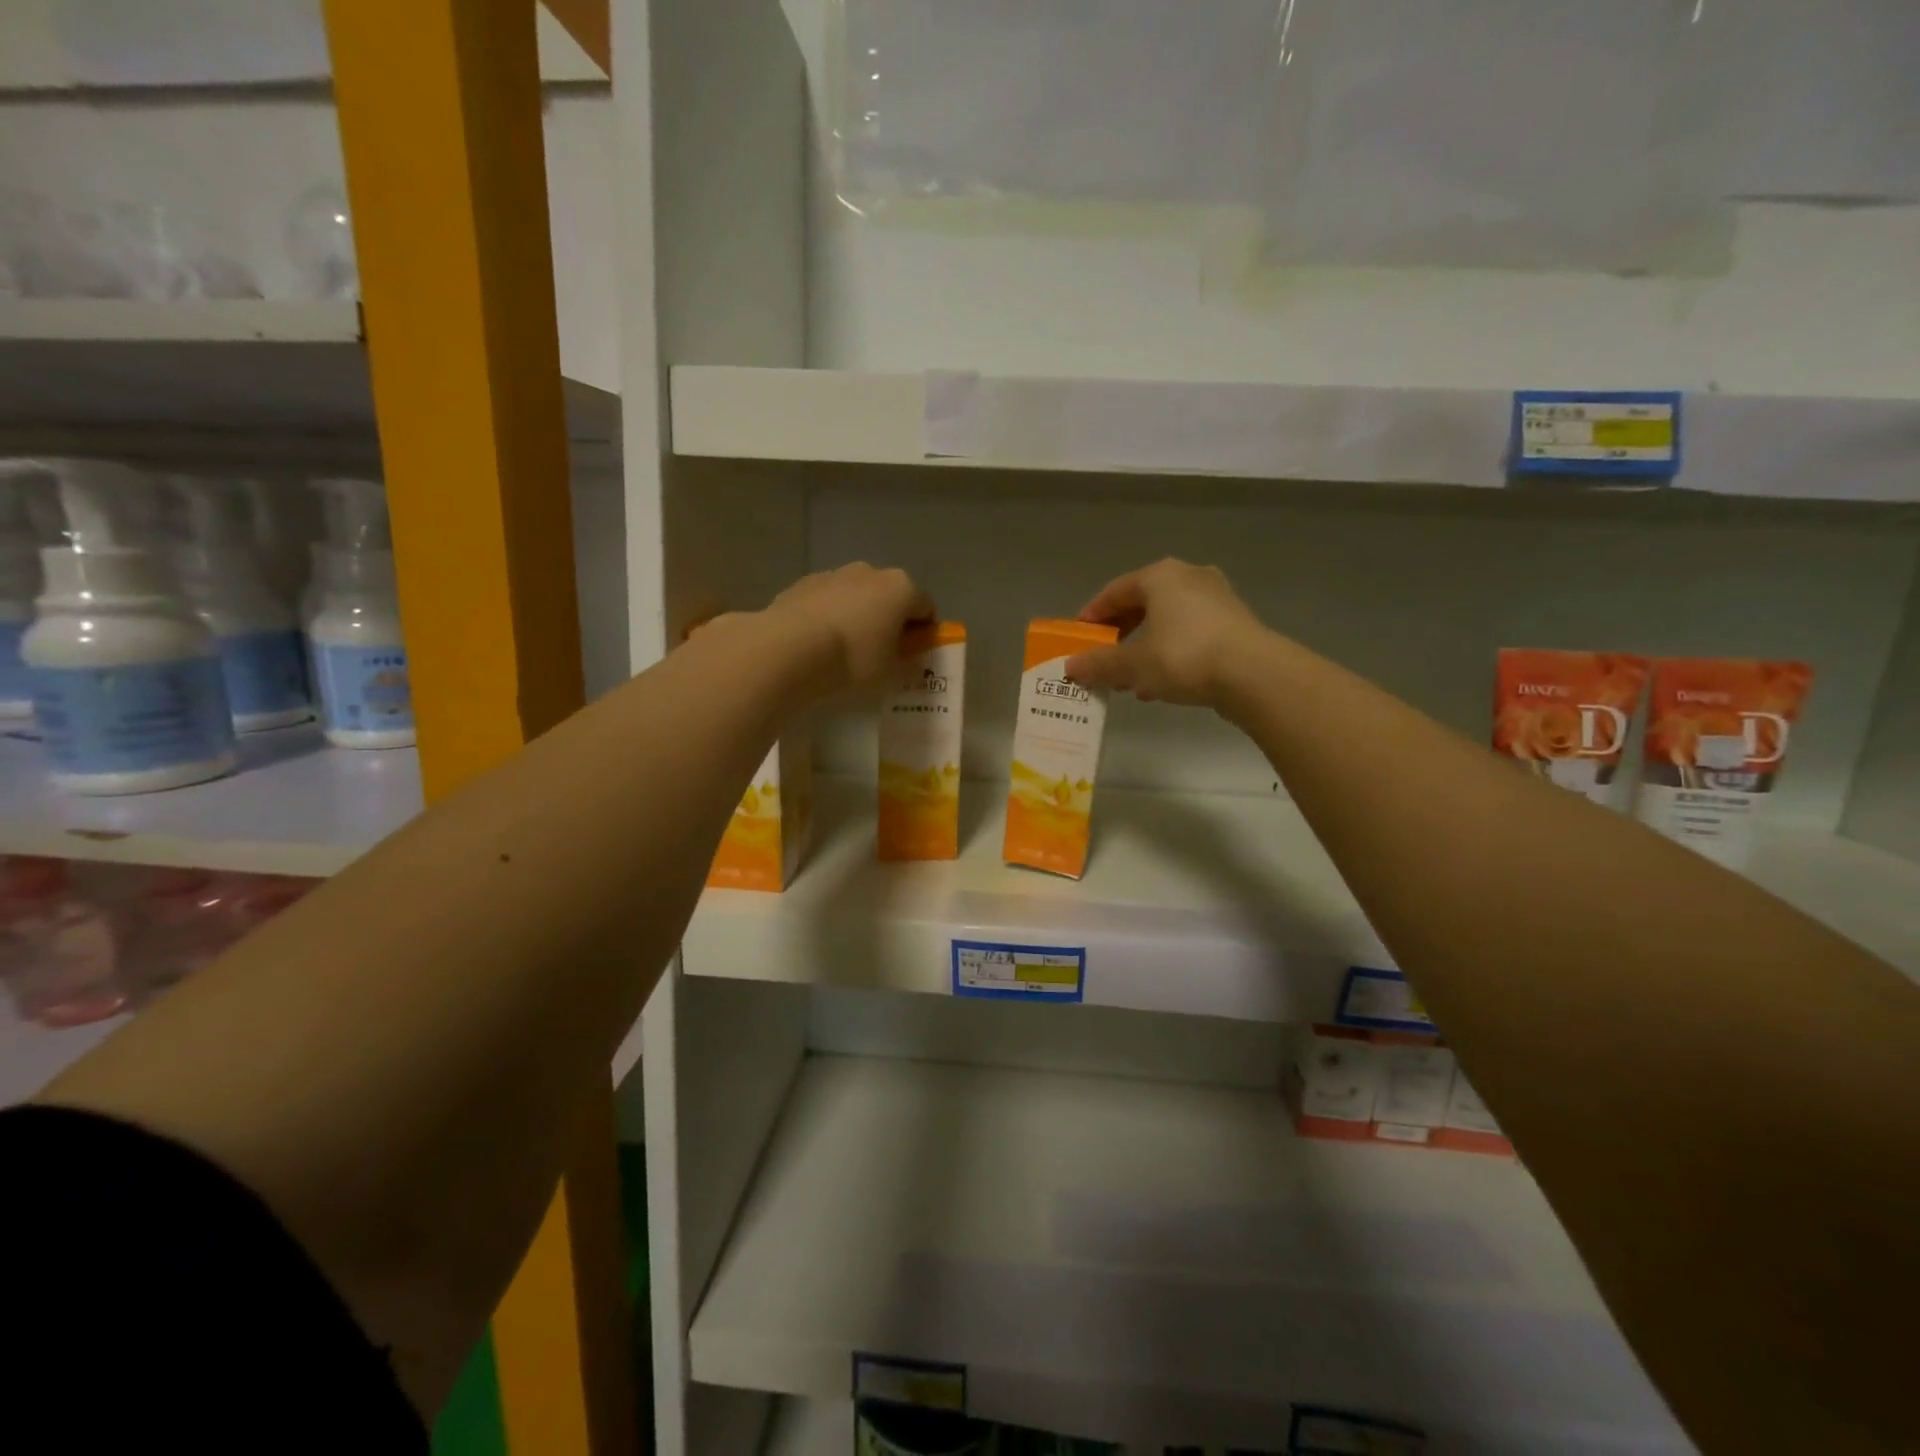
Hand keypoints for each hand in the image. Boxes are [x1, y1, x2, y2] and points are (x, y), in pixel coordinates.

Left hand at [759, 563, 934, 698]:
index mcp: (901, 589)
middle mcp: (870, 572)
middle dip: (889, 620)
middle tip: (881, 653)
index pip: (926, 607)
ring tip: (845, 649)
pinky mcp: (803, 584)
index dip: (924, 632)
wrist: (790, 650)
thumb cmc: (853, 660)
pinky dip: (828, 615)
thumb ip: (907, 666)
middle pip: (890, 596)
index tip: (913, 655)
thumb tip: (911, 662)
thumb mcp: (890, 675)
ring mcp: (834, 574)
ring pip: (856, 595)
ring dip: (857, 615)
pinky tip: (818, 643)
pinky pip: (827, 600)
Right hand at [1065, 559, 1264, 706]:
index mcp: (1160, 577)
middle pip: (1143, 604)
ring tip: (1130, 680)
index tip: (1079, 637)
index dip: (1093, 615)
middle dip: (1120, 635)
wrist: (1254, 674)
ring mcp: (1217, 599)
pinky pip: (1190, 634)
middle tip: (1104, 659)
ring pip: (1168, 621)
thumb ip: (1099, 664)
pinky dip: (1171, 653)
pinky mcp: (1235, 623)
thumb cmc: (1184, 657)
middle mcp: (1189, 578)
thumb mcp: (1133, 664)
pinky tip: (1162, 685)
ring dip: (1145, 648)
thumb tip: (1071, 667)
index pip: (1115, 591)